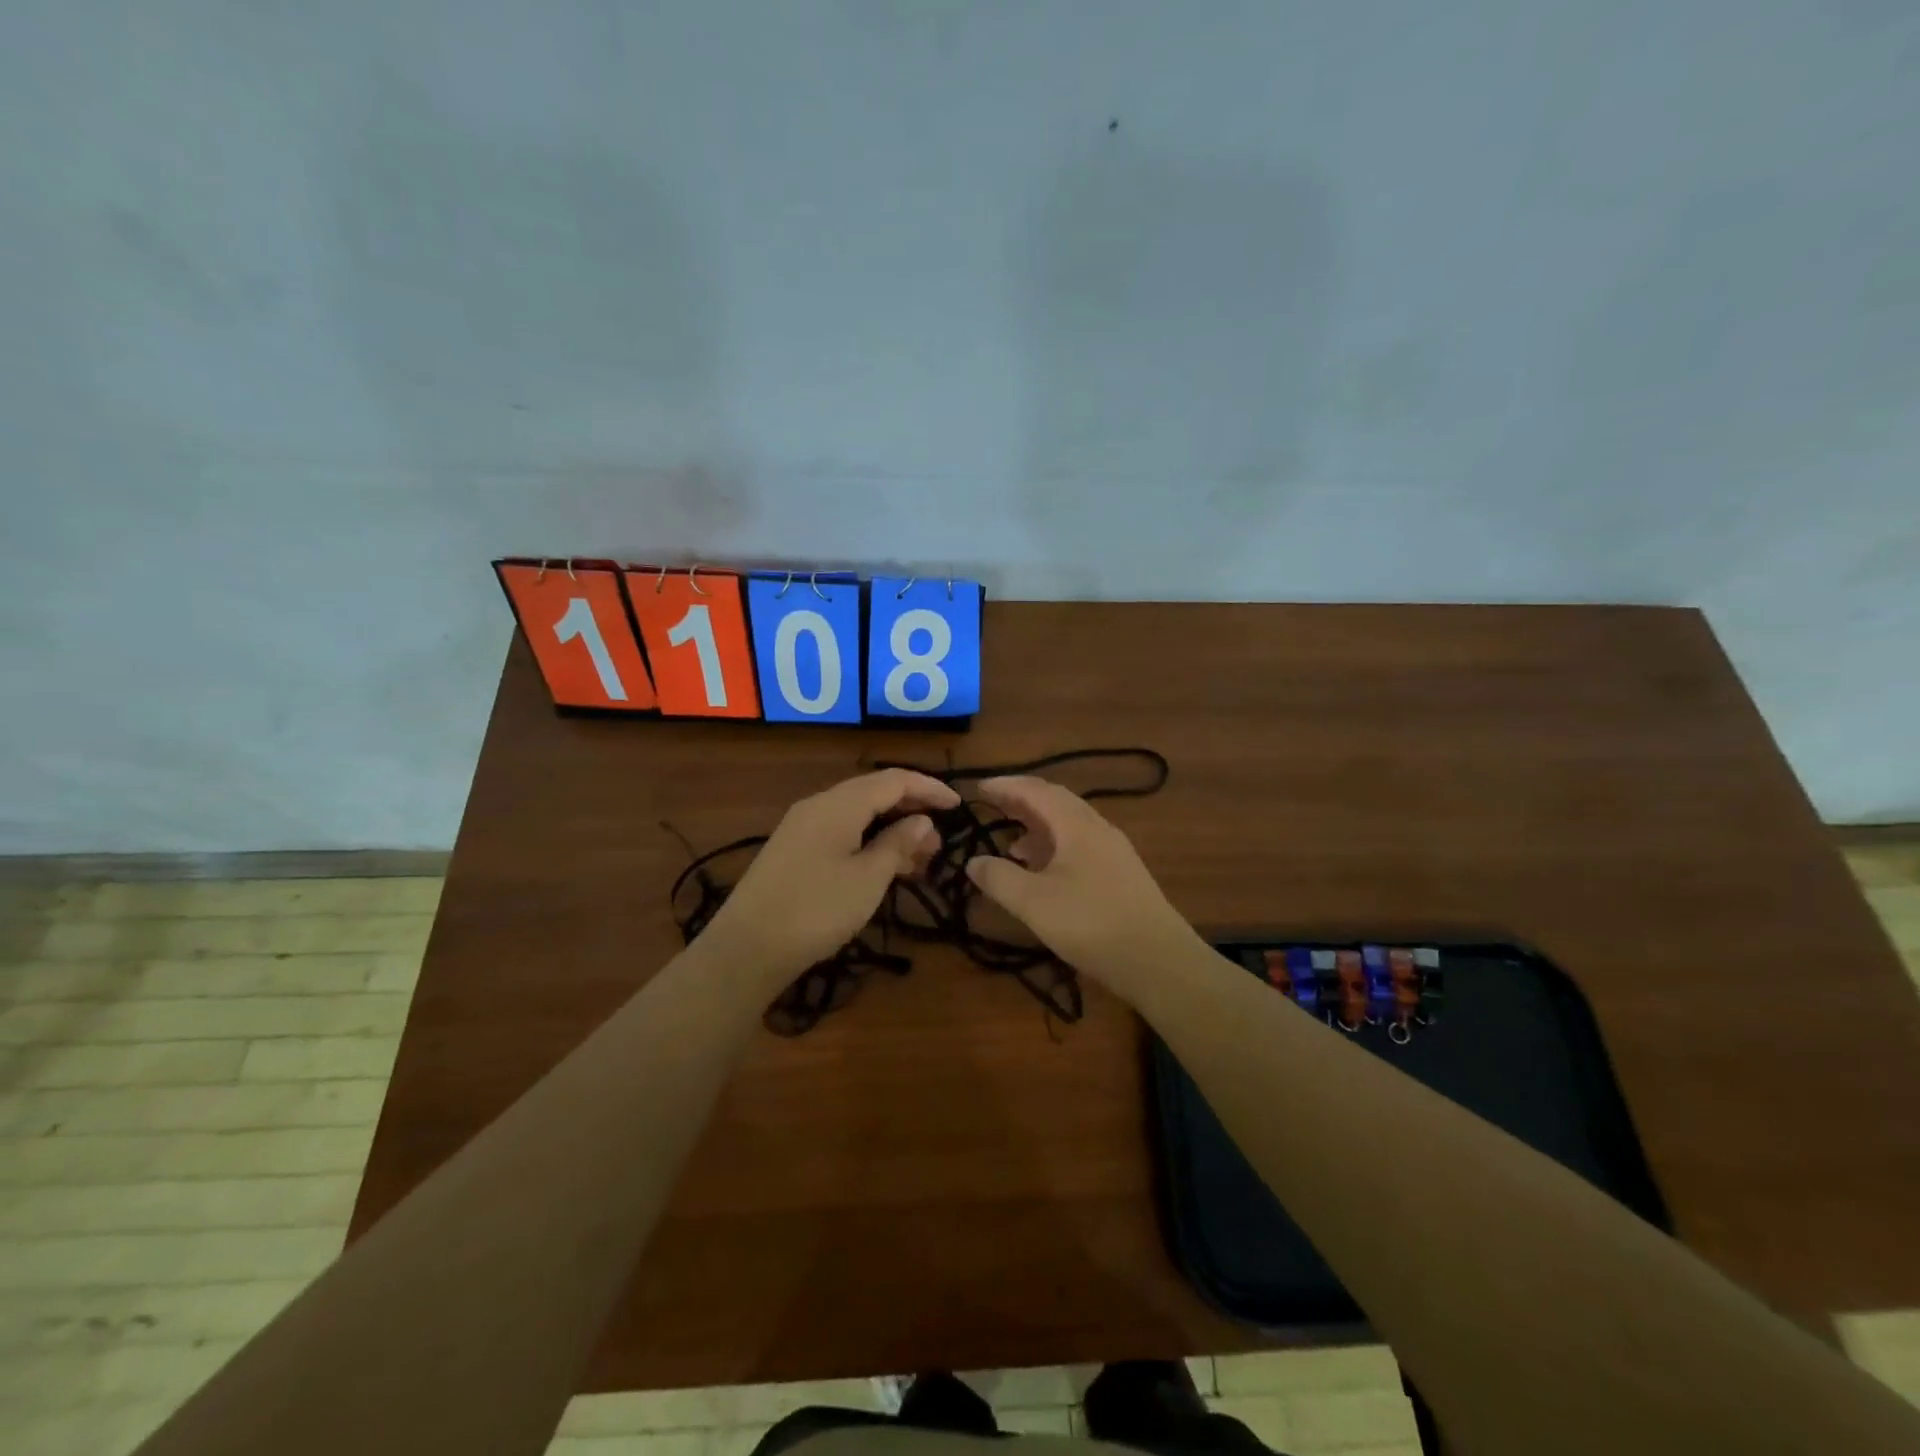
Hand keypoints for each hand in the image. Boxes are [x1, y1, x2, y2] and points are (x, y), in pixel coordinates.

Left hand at [699, 769, 960, 981]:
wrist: (746, 949)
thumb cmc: (816, 910)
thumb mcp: (868, 878)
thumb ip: (898, 844)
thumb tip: (922, 821)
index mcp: (838, 804)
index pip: (893, 780)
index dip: (929, 788)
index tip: (958, 806)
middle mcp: (818, 806)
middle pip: (874, 794)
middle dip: (911, 811)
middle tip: (940, 841)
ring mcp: (802, 829)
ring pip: (857, 816)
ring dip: (891, 831)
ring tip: (920, 860)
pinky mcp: (793, 852)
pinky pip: (841, 834)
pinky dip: (869, 843)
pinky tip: (883, 869)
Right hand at [965, 776, 1199, 992]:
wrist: (1157, 959)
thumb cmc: (1090, 923)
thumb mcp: (1034, 902)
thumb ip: (999, 878)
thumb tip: (973, 862)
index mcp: (1077, 824)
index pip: (1036, 791)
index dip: (1006, 786)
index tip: (979, 787)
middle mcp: (1098, 829)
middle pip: (1056, 803)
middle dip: (1023, 802)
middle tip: (993, 807)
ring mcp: (1114, 852)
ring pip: (1070, 826)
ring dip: (1039, 828)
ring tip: (1012, 844)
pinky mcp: (1121, 875)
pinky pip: (1081, 846)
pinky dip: (1056, 849)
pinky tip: (1045, 873)